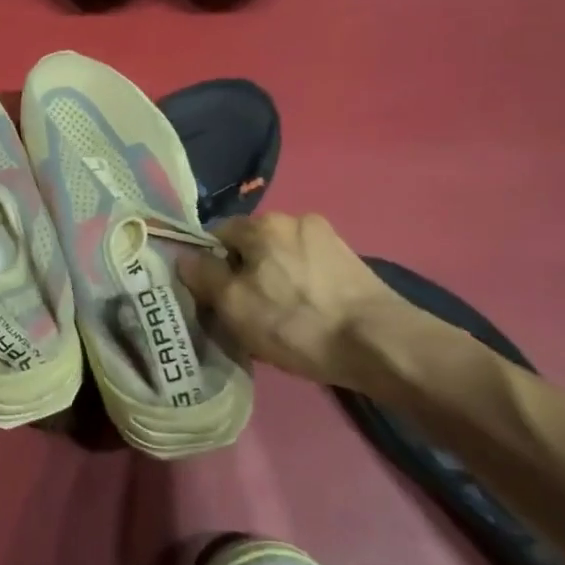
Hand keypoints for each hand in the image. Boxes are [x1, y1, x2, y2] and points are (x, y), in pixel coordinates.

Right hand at [178, 214, 399, 388]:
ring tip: (280, 320)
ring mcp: (329, 239)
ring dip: (275, 281)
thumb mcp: (234, 305)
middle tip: (245, 313)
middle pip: (253, 246)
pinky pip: (310, 271)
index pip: (218, 234)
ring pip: (283, 259)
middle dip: (244, 273)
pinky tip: (308, 318)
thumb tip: (184, 256)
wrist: (381, 345)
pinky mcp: (353, 263)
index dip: (210, 265)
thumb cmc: (296, 322)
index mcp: (263, 224)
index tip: (214, 297)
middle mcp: (296, 219)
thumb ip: (203, 276)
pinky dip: (302, 289)